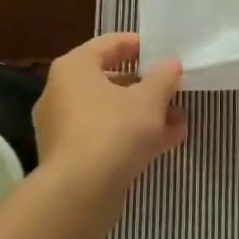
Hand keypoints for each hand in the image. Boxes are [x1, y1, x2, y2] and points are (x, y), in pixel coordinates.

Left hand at [35, 33, 184, 189]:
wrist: (80, 194)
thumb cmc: (113, 130)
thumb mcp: (149, 100)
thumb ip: (163, 78)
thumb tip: (171, 66)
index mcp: (74, 67)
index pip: (110, 44)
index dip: (140, 46)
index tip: (165, 54)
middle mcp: (61, 92)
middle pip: (110, 80)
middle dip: (146, 88)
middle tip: (173, 91)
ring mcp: (62, 127)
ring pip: (109, 112)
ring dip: (143, 115)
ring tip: (178, 121)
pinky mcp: (68, 158)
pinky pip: (104, 137)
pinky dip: (130, 137)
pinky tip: (164, 143)